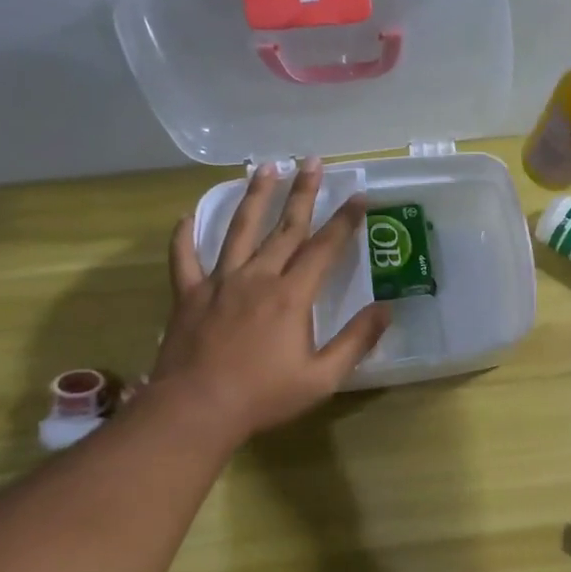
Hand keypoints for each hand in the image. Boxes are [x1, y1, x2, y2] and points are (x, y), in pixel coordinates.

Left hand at [147, 158, 389, 441]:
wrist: (196, 410)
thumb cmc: (264, 396)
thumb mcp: (322, 377)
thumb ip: (356, 341)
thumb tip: (386, 309)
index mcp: (292, 296)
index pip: (324, 248)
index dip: (344, 221)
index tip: (358, 195)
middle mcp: (257, 277)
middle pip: (284, 228)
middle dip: (302, 192)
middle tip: (313, 160)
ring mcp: (219, 283)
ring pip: (239, 230)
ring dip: (254, 197)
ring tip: (265, 167)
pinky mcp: (189, 295)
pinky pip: (184, 259)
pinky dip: (184, 236)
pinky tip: (186, 217)